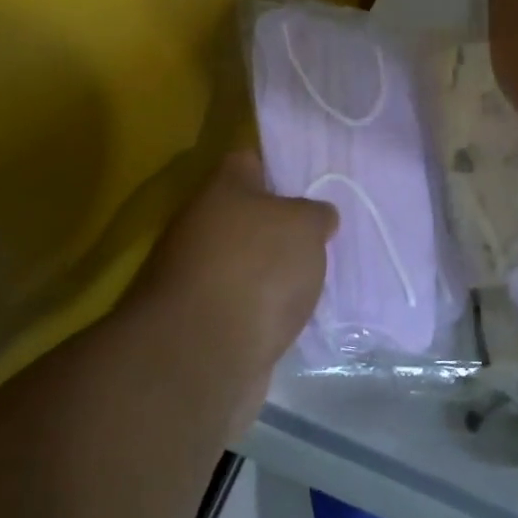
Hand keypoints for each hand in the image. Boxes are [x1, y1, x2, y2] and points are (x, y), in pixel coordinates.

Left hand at [135, 150, 335, 441]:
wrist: (203, 357)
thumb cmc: (256, 269)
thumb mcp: (305, 226)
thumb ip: (316, 214)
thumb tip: (317, 217)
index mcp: (222, 188)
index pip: (249, 160)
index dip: (280, 167)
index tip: (312, 183)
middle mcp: (200, 225)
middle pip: (246, 215)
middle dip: (281, 226)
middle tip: (322, 236)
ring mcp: (195, 276)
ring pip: (244, 262)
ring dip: (272, 272)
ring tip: (315, 280)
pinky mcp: (200, 323)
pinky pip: (241, 304)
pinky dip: (263, 311)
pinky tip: (293, 318)